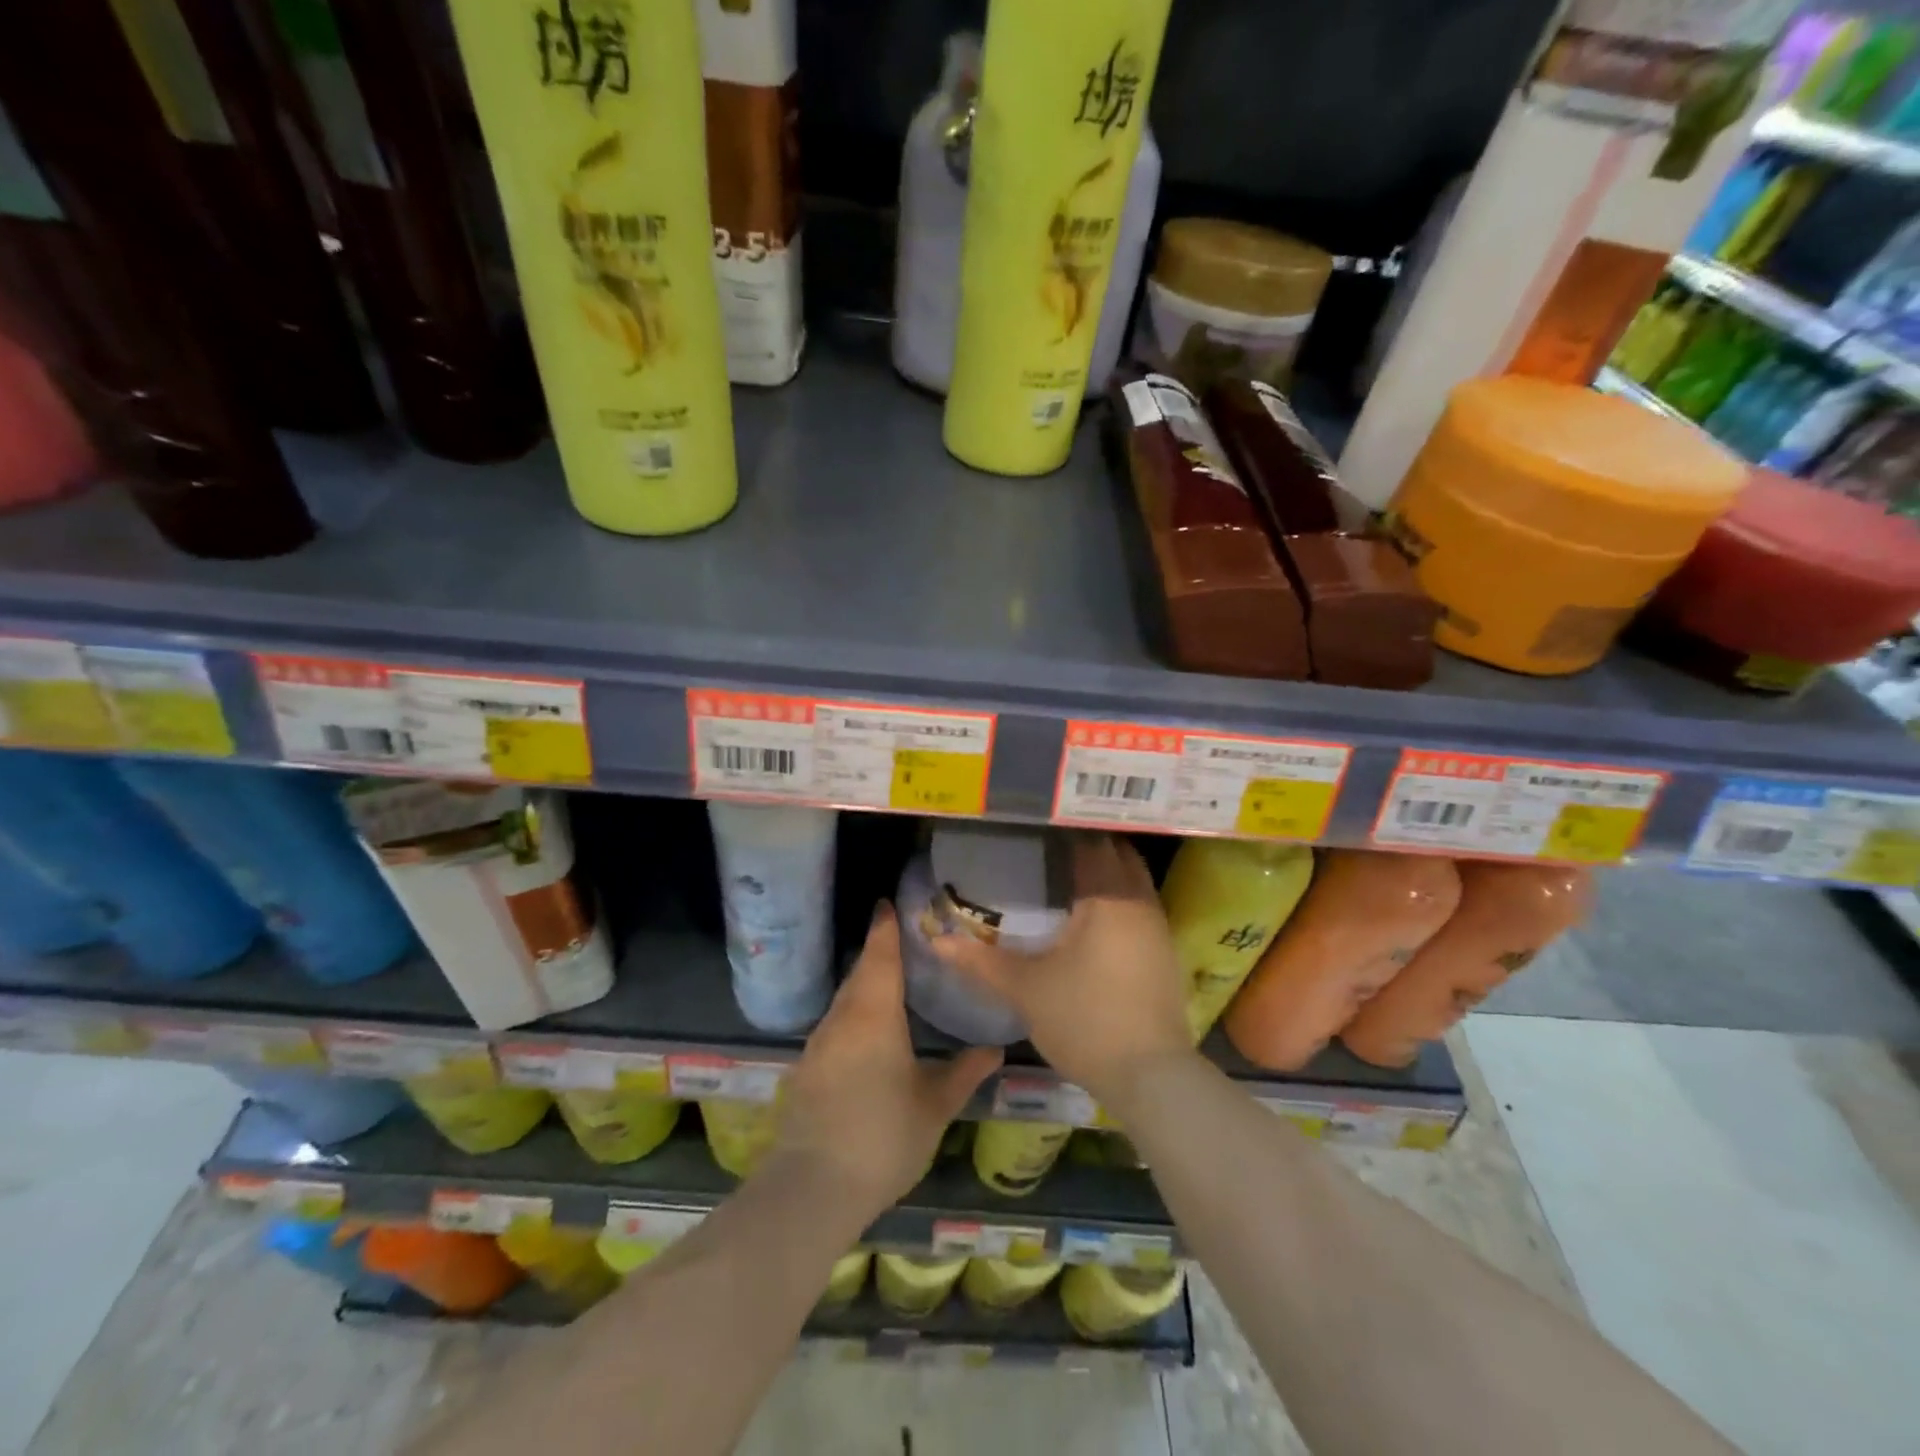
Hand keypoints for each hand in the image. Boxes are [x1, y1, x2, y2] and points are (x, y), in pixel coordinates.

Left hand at [773, 903, 1001, 1217]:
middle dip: (878, 952)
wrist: (813, 1188)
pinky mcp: (807, 1068)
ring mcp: (819, 1042)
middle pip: (860, 973)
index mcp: (875, 1014)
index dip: (885, 928)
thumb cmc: (884, 1137)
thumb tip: (996, 1048)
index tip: (888, 903)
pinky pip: (835, 1023)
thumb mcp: (934, 1106)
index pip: (880, 955)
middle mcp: (843, 1017)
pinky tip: (869, 1030)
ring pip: (846, 999)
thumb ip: (964, 1072)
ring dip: (865, 983)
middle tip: (902, 939)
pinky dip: (853, 1013)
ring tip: (892, 981)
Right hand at [931, 834, 1191, 1105]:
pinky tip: (1090, 916)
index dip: (1063, 830)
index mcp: (1108, 897)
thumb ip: (980, 961)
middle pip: (1117, 853)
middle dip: (1087, 844)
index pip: (1091, 841)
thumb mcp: (1025, 989)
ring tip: (1065, 875)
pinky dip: (1117, 897)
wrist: (1151, 1077)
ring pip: (1133, 879)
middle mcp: (1140, 902)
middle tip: (1046, 847)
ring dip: (1106, 871)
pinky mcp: (1164, 952)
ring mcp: (1158, 927)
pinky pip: (1139, 905)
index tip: (1034, 826)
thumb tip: (936, 941)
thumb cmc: (1085, 1020)